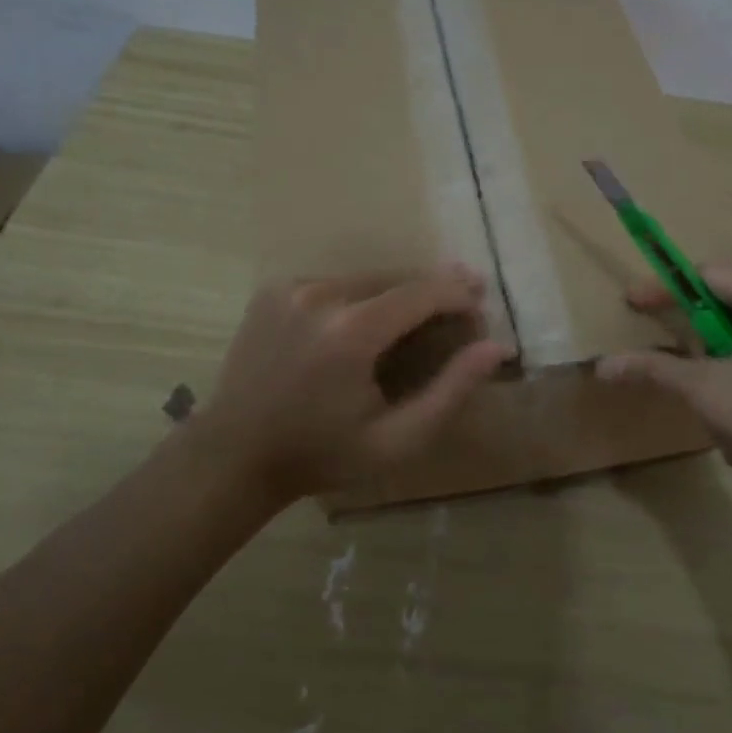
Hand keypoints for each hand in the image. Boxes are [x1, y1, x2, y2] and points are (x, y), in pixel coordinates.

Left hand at [199, 266, 510, 500]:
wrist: (234, 454)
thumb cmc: (321, 455)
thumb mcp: (396, 439)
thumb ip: (451, 391)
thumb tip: (497, 349)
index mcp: (351, 332)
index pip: (423, 291)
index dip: (459, 294)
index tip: (481, 308)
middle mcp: (321, 295)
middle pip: (397, 278)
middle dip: (434, 290)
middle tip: (463, 308)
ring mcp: (292, 287)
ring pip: (367, 277)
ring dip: (398, 293)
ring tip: (421, 315)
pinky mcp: (274, 288)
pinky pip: (335, 283)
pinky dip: (360, 297)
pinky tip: (368, 322)